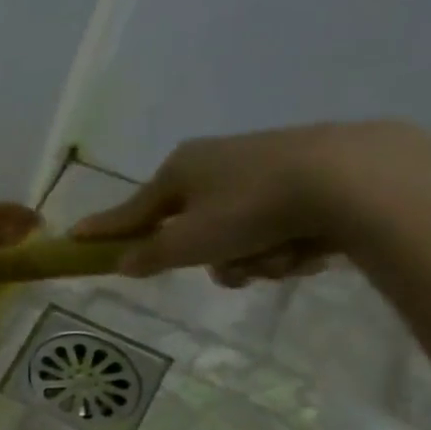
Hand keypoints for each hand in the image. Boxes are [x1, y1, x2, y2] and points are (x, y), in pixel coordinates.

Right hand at [70, 119, 430, 286]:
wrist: (356, 179)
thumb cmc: (250, 210)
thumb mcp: (187, 243)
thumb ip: (149, 256)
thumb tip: (122, 263)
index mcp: (181, 168)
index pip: (131, 209)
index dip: (105, 229)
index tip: (75, 237)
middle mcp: (218, 161)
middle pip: (192, 228)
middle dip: (212, 258)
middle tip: (230, 268)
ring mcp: (265, 166)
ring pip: (237, 233)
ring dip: (252, 258)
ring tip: (279, 259)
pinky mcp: (310, 175)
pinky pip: (276, 225)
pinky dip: (286, 244)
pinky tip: (310, 247)